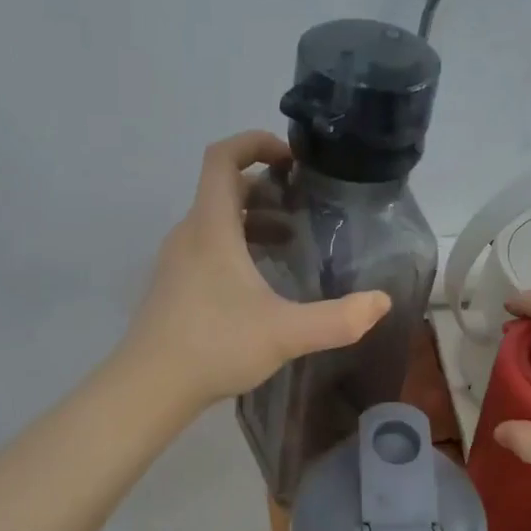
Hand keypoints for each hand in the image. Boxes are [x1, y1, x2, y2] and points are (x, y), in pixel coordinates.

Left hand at [128, 131, 390, 409]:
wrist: (149, 387)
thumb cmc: (214, 346)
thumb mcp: (285, 333)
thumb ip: (338, 319)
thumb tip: (381, 302)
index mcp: (211, 228)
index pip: (222, 158)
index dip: (255, 142)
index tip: (292, 157)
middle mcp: (190, 234)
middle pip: (224, 188)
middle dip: (266, 186)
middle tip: (305, 203)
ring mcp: (177, 261)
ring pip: (216, 220)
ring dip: (254, 218)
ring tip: (292, 240)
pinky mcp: (175, 285)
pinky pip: (208, 245)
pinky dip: (239, 244)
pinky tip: (263, 280)